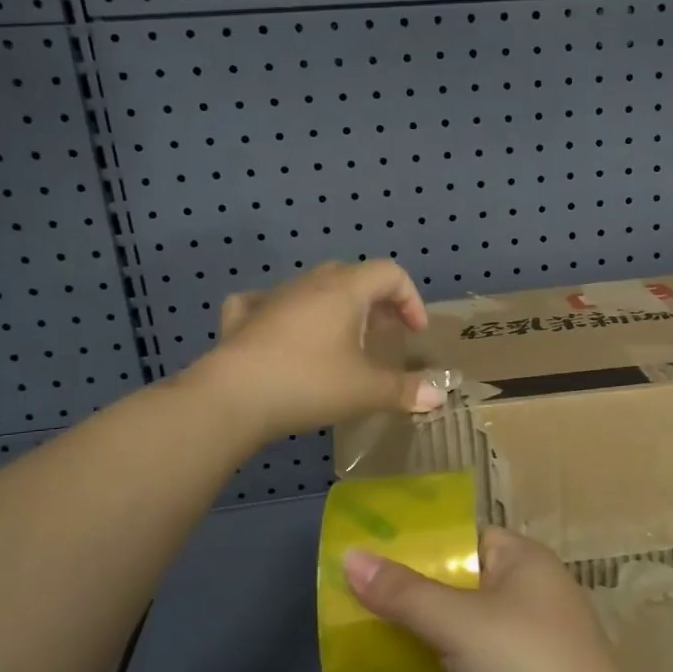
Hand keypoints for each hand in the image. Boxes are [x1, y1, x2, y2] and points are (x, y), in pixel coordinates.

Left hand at [198, 259, 446, 441]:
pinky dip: (283, 311)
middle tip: (383, 333)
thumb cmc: (309, 383)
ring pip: (314, 287)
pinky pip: (266, 302)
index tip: (414, 333)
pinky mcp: (243, 318)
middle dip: (376, 301)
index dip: (410, 299)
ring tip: (342, 340)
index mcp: (345, 290)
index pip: (390, 273)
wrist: (232, 398)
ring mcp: (273, 297)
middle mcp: (310, 284)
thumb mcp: (366, 390)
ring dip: (336, 306)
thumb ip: (406, 390)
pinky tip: (281, 329)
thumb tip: (440, 395)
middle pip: (353, 275)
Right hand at [342, 527, 648, 671]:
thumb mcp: (460, 623)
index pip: (468, 537)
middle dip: (412, 594)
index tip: (371, 554)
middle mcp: (530, 597)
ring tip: (364, 638)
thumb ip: (405, 593)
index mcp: (526, 563)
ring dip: (422, 636)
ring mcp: (528, 648)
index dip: (422, 543)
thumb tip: (352, 556)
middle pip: (461, 584)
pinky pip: (470, 670)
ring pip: (463, 631)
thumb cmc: (526, 671)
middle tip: (355, 600)